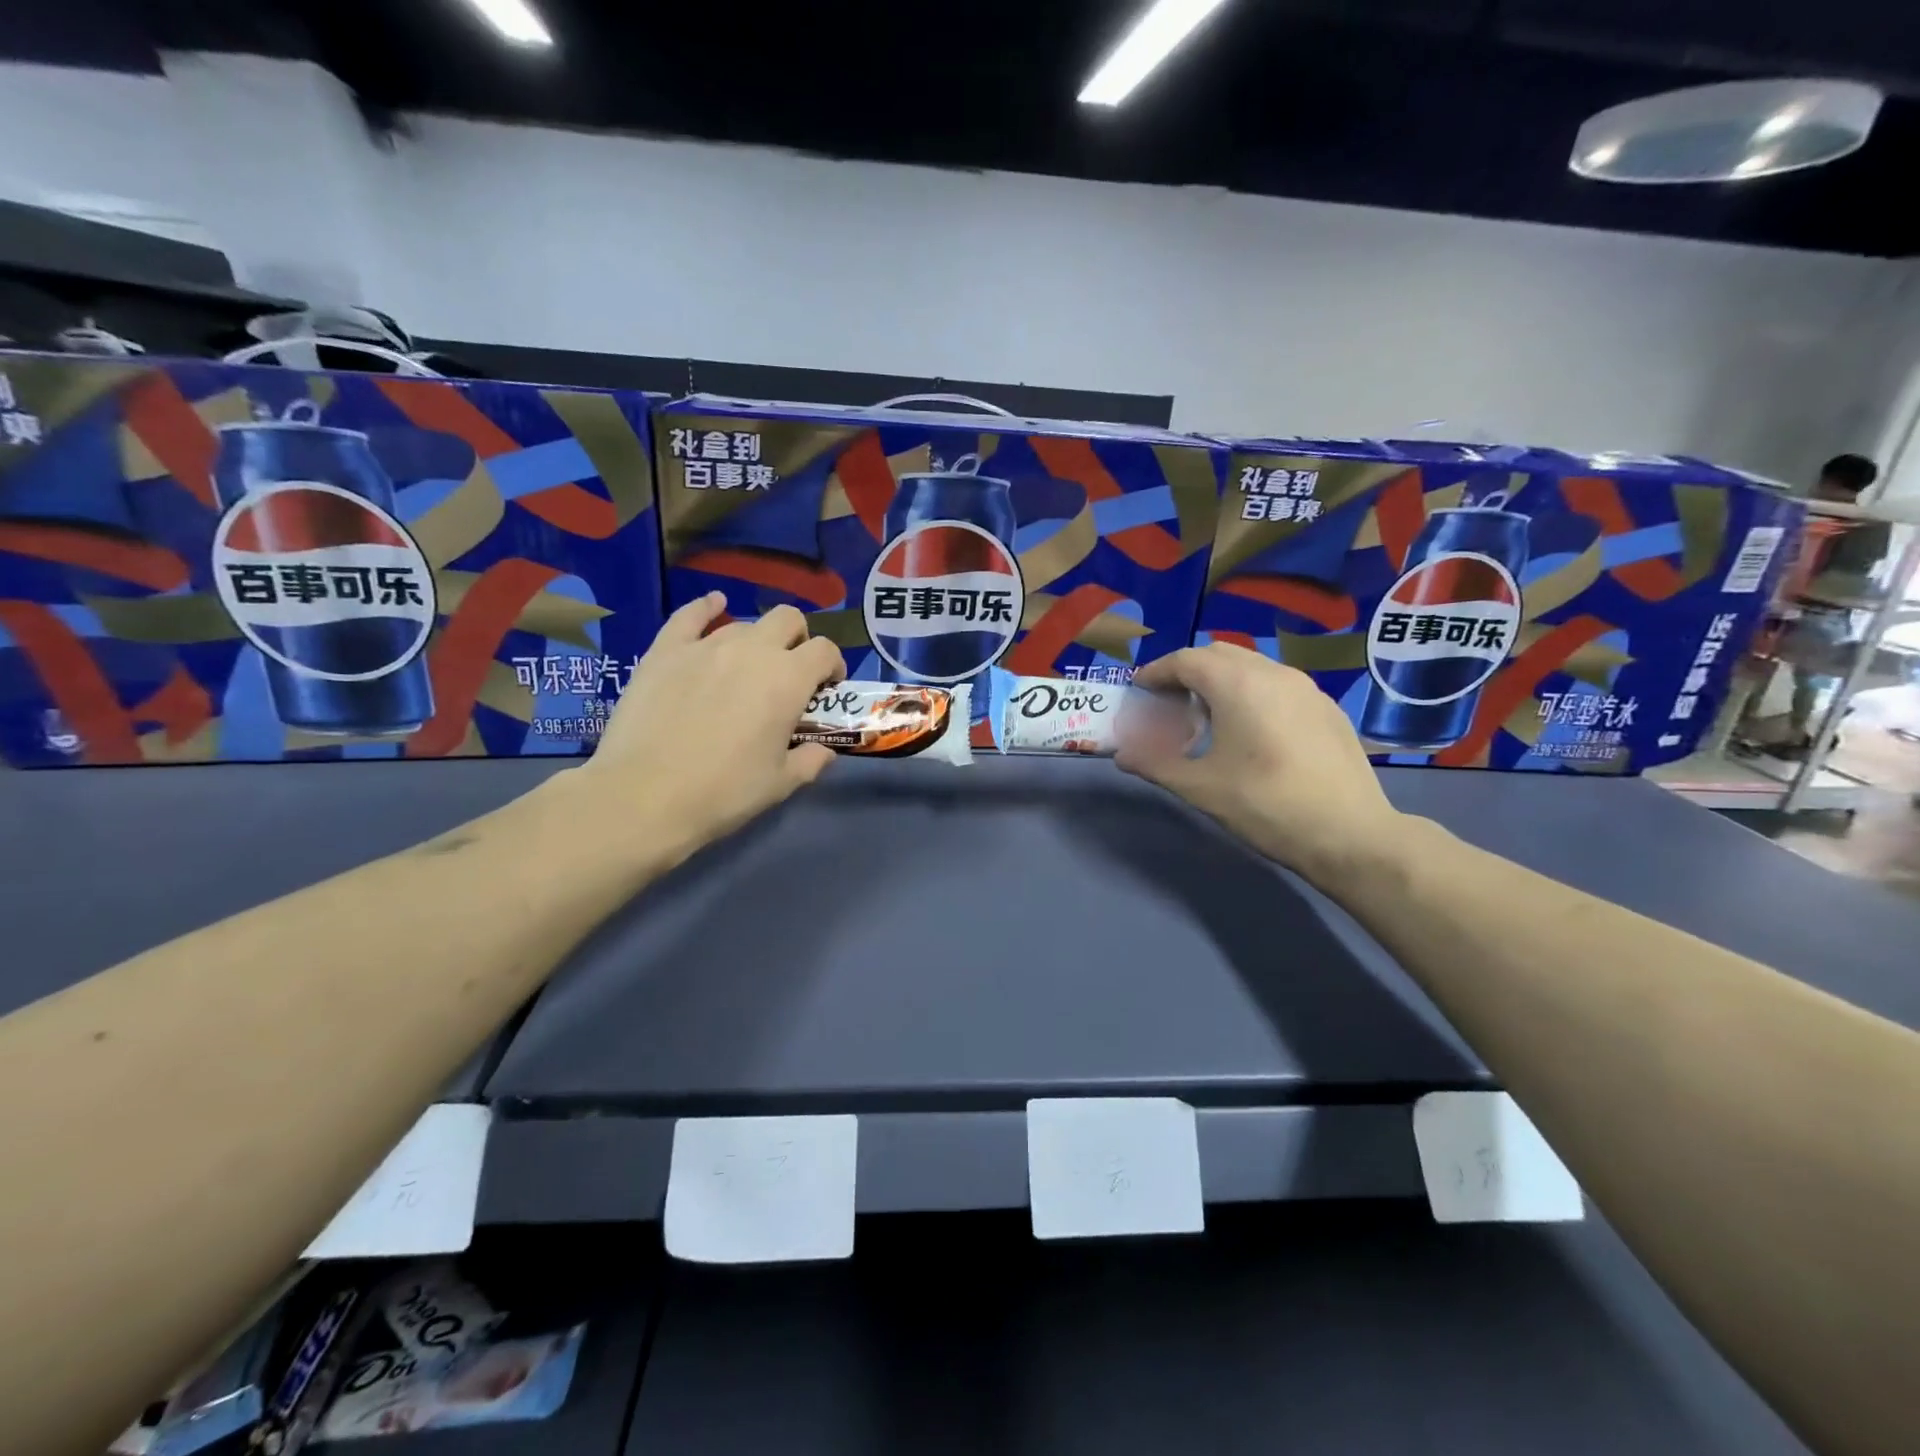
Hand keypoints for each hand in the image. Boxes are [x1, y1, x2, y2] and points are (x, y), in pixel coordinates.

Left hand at [573, 594, 843, 855]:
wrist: (644, 795)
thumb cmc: (723, 792)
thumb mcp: (780, 783)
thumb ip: (811, 760)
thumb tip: (824, 751)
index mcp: (788, 680)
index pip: (825, 651)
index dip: (832, 666)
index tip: (826, 689)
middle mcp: (752, 650)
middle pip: (788, 619)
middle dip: (798, 639)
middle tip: (791, 672)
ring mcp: (705, 646)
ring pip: (743, 624)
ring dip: (756, 641)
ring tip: (747, 669)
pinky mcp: (665, 651)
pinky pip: (690, 615)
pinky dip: (707, 608)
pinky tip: (714, 606)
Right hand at [1115, 643, 1403, 883]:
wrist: (1351, 835)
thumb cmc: (1266, 806)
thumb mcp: (1200, 788)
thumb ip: (1155, 763)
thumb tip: (1122, 754)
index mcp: (1238, 684)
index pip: (1185, 661)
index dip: (1156, 673)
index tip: (1138, 692)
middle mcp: (1273, 673)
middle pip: (1218, 655)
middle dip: (1187, 673)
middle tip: (1169, 705)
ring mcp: (1306, 688)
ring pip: (1251, 667)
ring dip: (1220, 682)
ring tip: (1207, 720)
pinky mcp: (1326, 708)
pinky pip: (1277, 685)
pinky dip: (1250, 694)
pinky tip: (1250, 733)